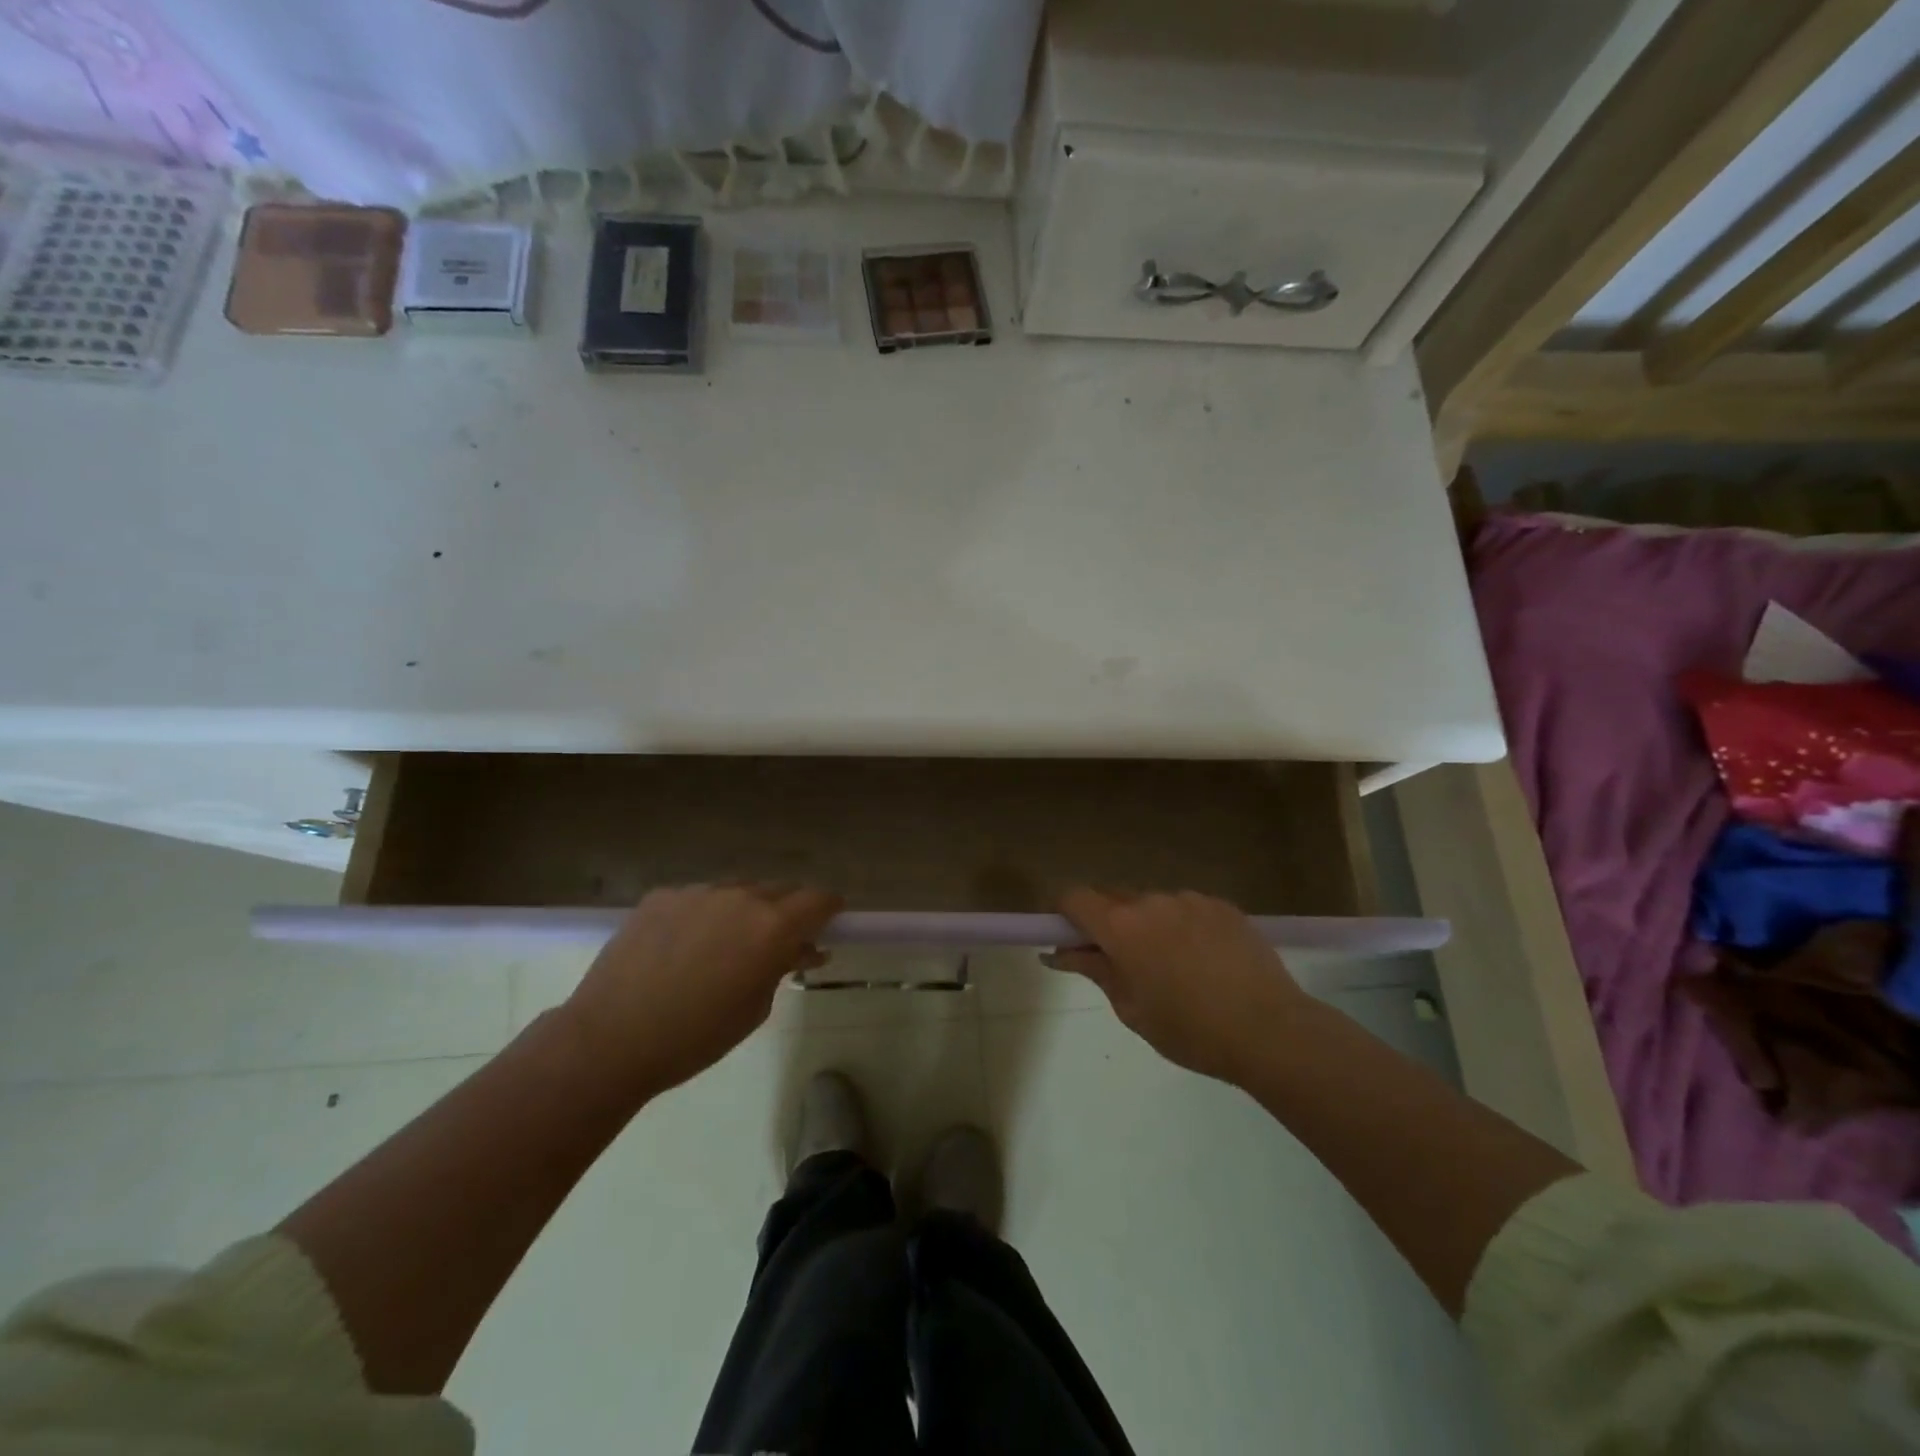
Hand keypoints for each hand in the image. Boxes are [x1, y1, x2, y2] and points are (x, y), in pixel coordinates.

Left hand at [558, 884, 840, 1098]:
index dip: (829, 908)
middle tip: (779, 941)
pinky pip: (699, 897)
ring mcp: (698, 891)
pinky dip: (705, 914)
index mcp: (772, 926)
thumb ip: (782, 968)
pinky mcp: (662, 895)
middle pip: (780, 889)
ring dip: (745, 910)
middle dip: (788, 910)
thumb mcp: (756, 1008)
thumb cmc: (695, 1037)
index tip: (829, 921)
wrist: (610, 1039)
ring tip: (727, 945)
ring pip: (738, 891)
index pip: (819, 899)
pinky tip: (684, 946)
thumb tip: (802, 949)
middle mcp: (740, 897)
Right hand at [1052, 890, 1315, 1084]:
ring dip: (1147, 925)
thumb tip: (1058, 953)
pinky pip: (1186, 909)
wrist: (1270, 1030)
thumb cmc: (1190, 1030)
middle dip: (1106, 922)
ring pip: (1152, 904)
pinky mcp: (1222, 905)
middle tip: (1120, 963)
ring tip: (1172, 968)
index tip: (1070, 939)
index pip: (1074, 897)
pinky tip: (1204, 962)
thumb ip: (1093, 971)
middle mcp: (1152, 901)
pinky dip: (1182, 927)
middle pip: (1112, 898)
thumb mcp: (1131, 1009)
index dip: (1064, 914)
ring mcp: (1190, 899)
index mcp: (1122, 926)